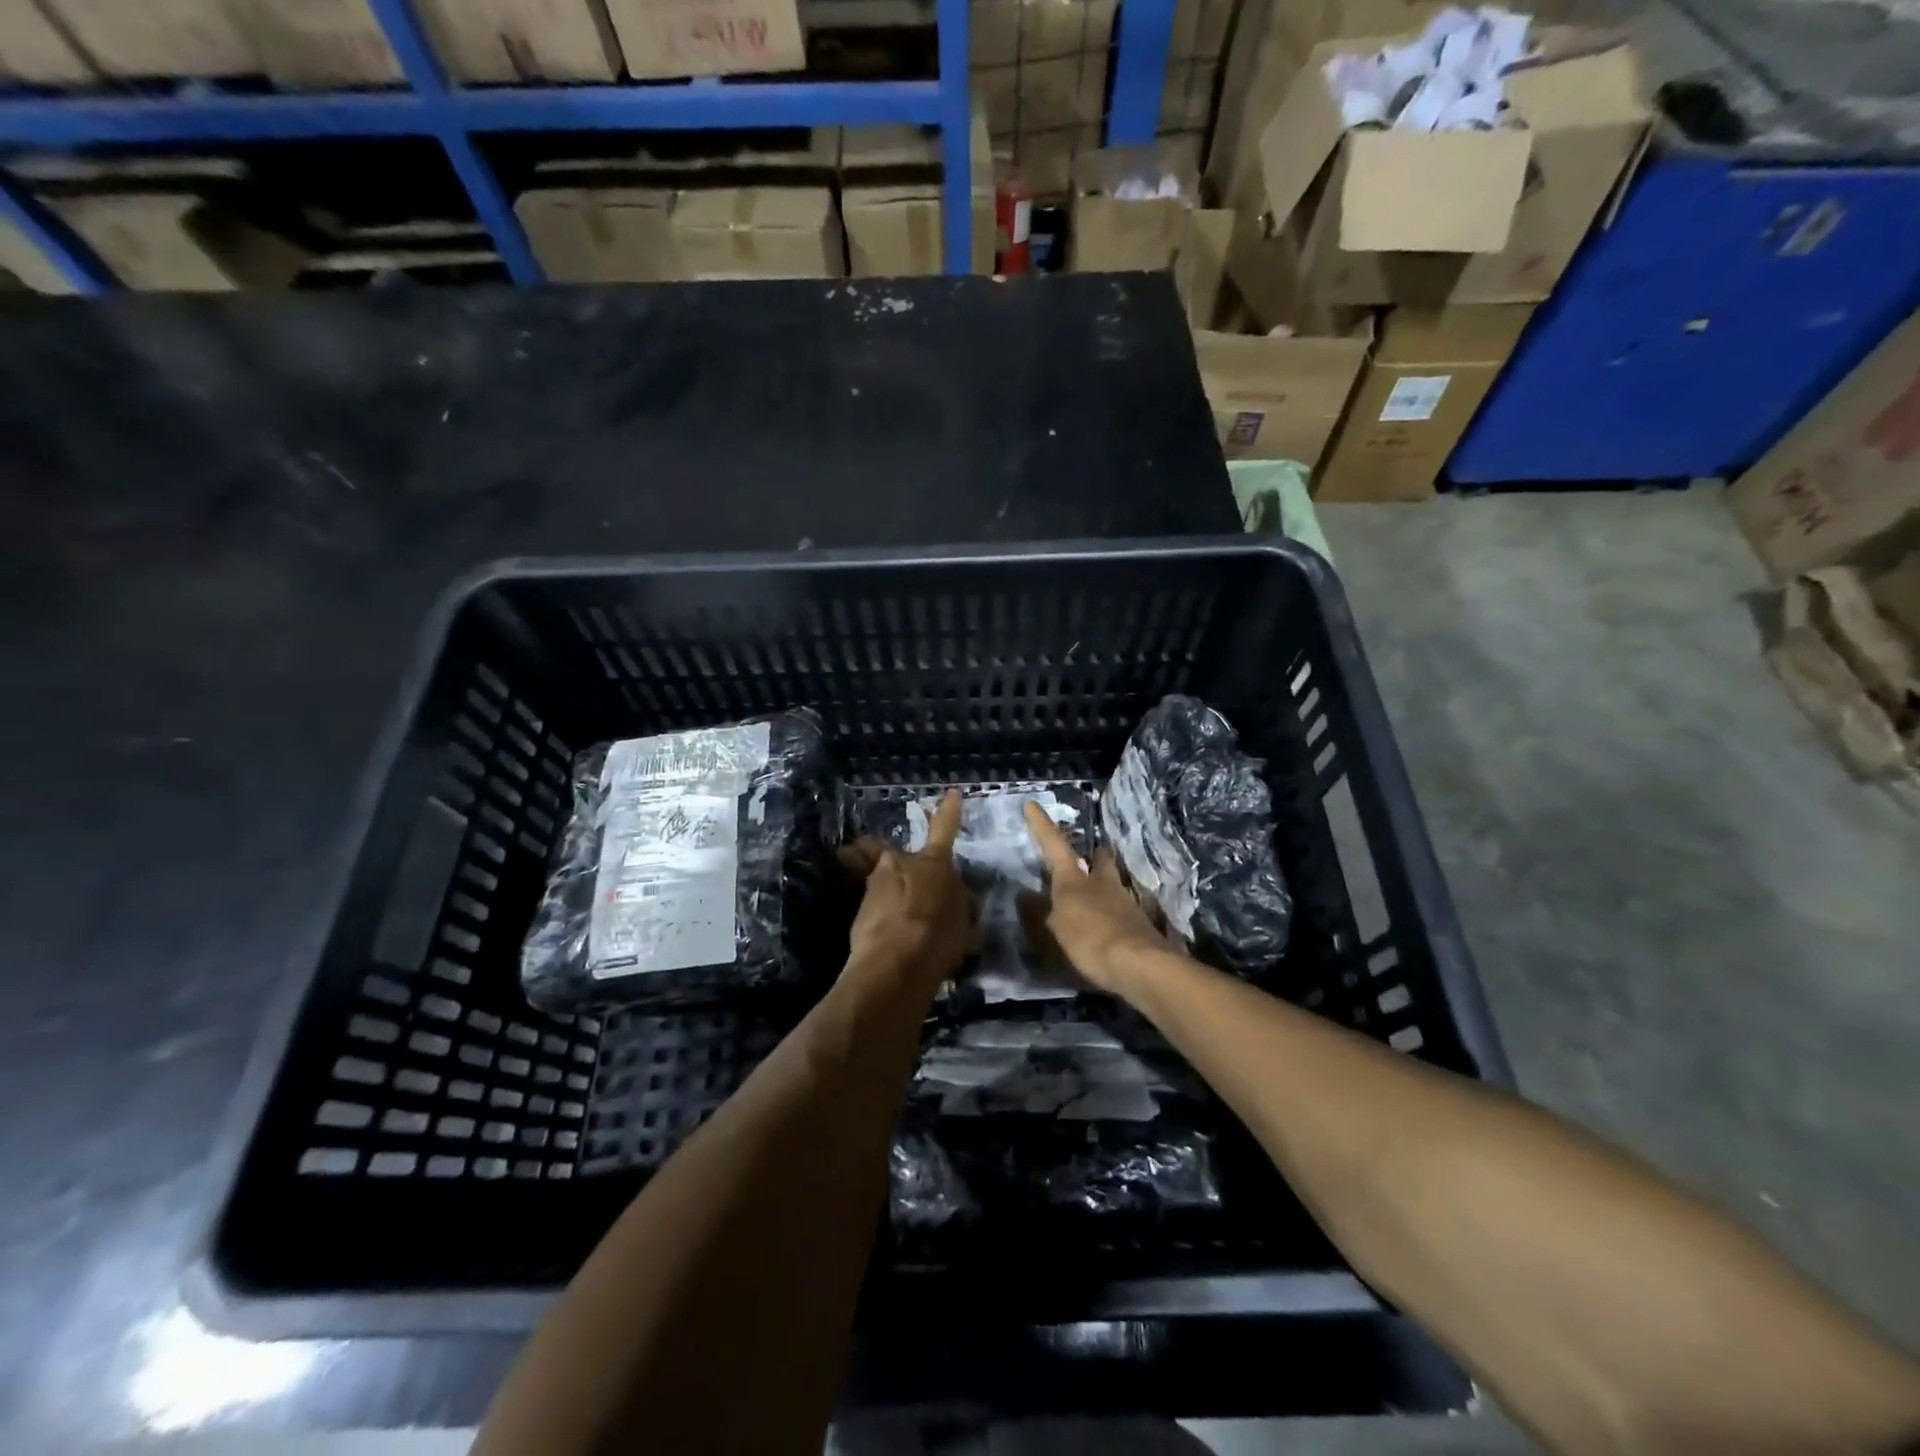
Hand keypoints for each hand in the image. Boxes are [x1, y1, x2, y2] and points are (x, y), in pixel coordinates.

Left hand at [839, 791, 970, 990]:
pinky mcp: (857, 910)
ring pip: (886, 884)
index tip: (950, 794)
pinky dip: (885, 921)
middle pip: (901, 859)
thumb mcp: (964, 922)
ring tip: (908, 930)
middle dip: (908, 873)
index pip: (944, 829)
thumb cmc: (938, 937)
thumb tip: (957, 900)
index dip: (948, 812)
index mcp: (933, 863)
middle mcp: (899, 864)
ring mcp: (874, 885)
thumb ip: (960, 904)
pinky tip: (894, 945)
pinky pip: (877, 909)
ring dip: (896, 899)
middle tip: (919, 899)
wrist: (894, 964)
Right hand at [1019, 800, 1169, 997]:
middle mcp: (1102, 883)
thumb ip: (1042, 912)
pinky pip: (1122, 911)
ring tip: (1095, 896)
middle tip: (1089, 855)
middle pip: (1100, 859)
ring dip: (1105, 885)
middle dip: (1094, 855)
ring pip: (1113, 883)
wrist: (1140, 964)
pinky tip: (1108, 927)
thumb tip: (1027, 895)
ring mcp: (1125, 902)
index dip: (1042, 825)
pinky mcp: (1140, 924)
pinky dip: (1113, 914)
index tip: (1032, 804)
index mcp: (1075, 879)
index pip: (1054, 844)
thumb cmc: (1090, 939)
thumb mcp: (1057, 928)